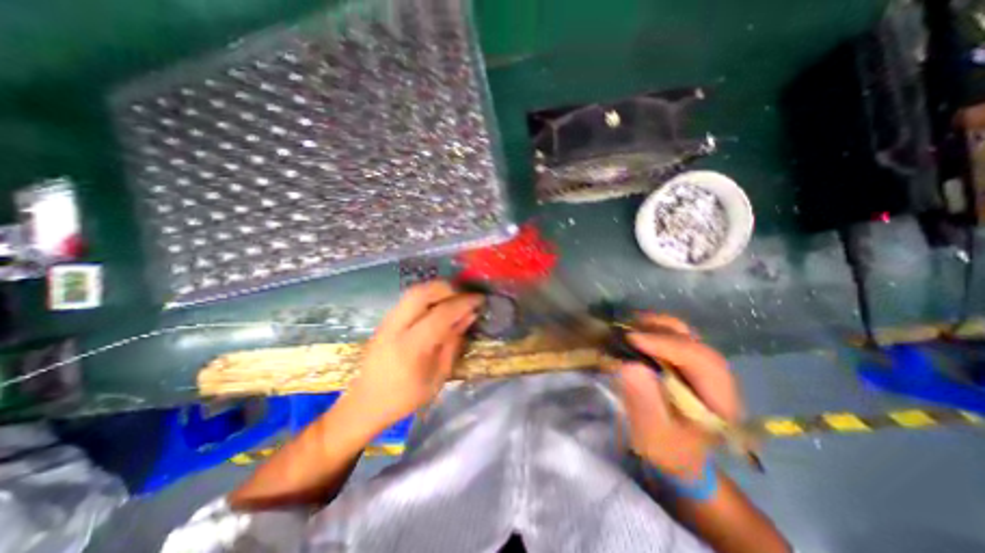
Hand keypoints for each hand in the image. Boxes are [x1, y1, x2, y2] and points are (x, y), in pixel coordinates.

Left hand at [345, 280, 484, 432]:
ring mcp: (387, 321)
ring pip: (414, 291)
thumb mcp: (438, 376)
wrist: (365, 404)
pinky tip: (437, 307)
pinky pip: (409, 300)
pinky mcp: (384, 320)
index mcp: (411, 346)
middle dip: (447, 288)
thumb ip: (453, 343)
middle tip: (464, 296)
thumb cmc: (405, 397)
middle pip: (422, 292)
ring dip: (437, 290)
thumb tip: (469, 316)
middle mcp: (396, 327)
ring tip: (453, 300)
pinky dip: (427, 297)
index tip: (480, 299)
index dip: (464, 302)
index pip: (441, 313)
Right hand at [614, 316, 737, 479]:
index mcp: (720, 399)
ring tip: (628, 327)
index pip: (700, 360)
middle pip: (694, 341)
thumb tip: (629, 365)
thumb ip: (645, 402)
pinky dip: (653, 330)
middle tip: (627, 330)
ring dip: (656, 327)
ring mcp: (702, 367)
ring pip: (685, 335)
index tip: (632, 339)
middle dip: (660, 331)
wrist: (677, 455)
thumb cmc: (667, 448)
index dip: (666, 344)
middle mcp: (717, 377)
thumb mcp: (654, 433)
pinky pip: (674, 338)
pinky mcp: (687, 363)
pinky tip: (636, 331)